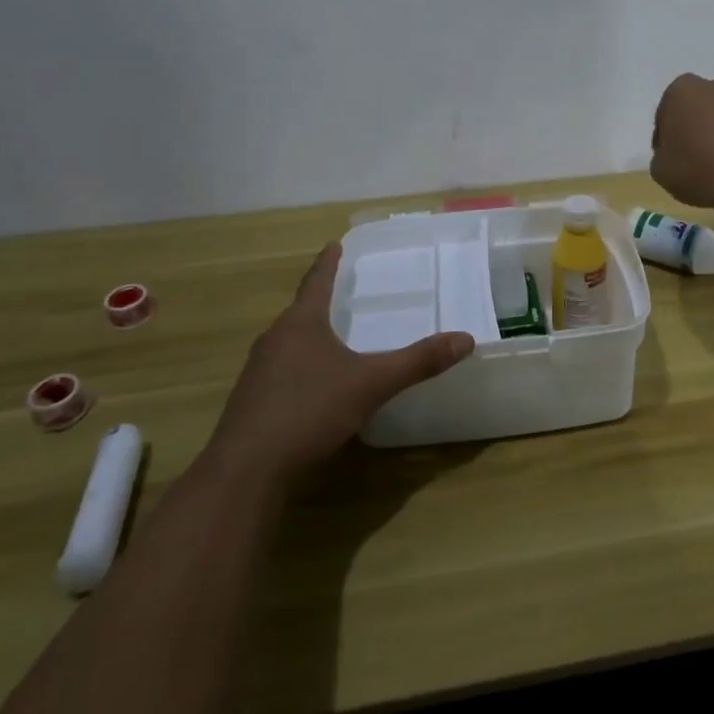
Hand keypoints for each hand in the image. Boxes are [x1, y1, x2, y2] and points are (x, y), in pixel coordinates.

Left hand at [208, 244, 473, 481]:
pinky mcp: (251, 402)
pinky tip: (313, 386)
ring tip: (330, 336)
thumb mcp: (371, 384)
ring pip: (288, 342)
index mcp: (301, 323)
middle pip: (300, 311)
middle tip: (341, 291)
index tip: (334, 243)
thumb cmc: (309, 410)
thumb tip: (466, 339)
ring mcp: (258, 372)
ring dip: (308, 336)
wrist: (247, 470)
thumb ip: (417, 361)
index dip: (328, 262)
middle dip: (319, 301)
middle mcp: (275, 339)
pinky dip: (299, 367)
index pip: (316, 281)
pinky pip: (281, 371)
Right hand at [650, 74, 713, 213]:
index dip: (665, 138)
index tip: (669, 159)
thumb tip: (677, 154)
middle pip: (699, 110)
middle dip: (696, 130)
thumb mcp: (660, 170)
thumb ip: (662, 155)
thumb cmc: (699, 170)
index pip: (666, 113)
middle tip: (694, 161)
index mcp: (683, 91)